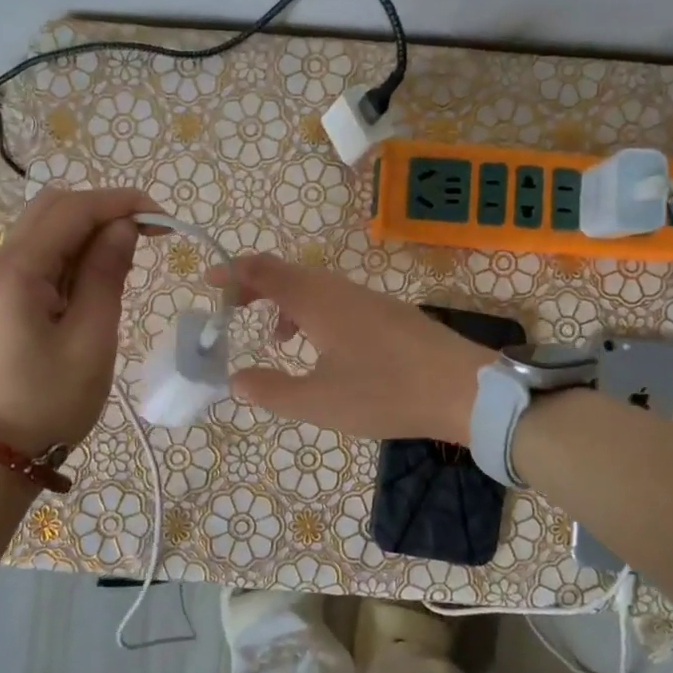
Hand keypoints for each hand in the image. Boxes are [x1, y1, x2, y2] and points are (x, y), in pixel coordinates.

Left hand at [0, 186, 159, 451]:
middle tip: (148, 234)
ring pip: (46, 229)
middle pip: (53, 208)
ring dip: (89, 231)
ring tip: (129, 258)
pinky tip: (99, 276)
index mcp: (17, 270)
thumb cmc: (51, 400)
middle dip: (104, 210)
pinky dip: (73, 253)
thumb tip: (124, 227)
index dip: (120, 203)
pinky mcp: (2, 298)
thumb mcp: (91, 337)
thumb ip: (106, 274)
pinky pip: (41, 257)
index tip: (163, 218)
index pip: (72, 210)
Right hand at [216, 254, 493, 444]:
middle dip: (254, 286)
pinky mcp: (387, 313)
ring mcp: (367, 298)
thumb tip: (235, 380)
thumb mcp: (318, 401)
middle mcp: (339, 289)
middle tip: (231, 309)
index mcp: (317, 301)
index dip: (232, 272)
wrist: (464, 389)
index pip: (263, 270)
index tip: (208, 281)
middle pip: (287, 273)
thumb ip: (271, 390)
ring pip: (314, 287)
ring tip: (276, 338)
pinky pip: (336, 300)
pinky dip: (312, 313)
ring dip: (285, 302)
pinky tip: (323, 349)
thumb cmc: (385, 392)